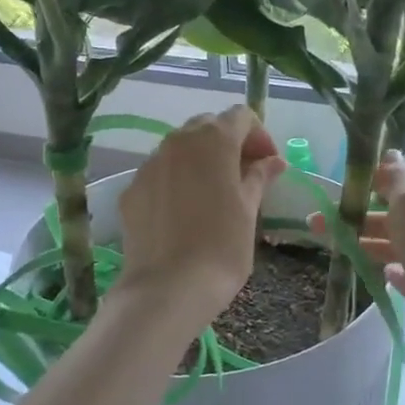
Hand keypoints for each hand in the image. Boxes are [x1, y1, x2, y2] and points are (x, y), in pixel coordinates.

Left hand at [115, 106, 285, 331]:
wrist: (167, 288)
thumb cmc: (222, 247)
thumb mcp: (249, 211)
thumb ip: (259, 178)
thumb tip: (272, 162)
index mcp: (213, 141)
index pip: (241, 116)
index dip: (259, 136)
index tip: (269, 166)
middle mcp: (177, 142)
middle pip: (207, 127)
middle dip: (229, 144)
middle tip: (245, 177)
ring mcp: (149, 164)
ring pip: (180, 149)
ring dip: (201, 161)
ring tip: (214, 195)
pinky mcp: (131, 190)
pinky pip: (159, 173)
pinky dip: (176, 181)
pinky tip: (184, 213)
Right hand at [315, 151, 404, 379]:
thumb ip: (398, 178)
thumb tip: (391, 153)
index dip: (384, 176)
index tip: (354, 183)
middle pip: (395, 212)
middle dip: (360, 213)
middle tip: (321, 221)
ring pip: (395, 242)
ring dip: (366, 240)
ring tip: (334, 246)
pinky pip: (404, 273)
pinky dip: (388, 267)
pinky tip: (374, 270)